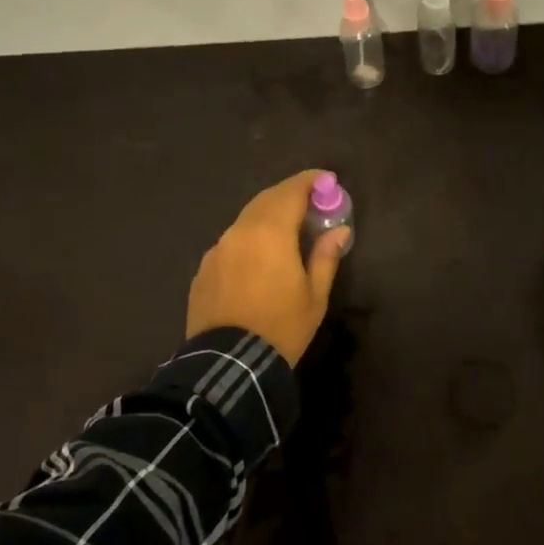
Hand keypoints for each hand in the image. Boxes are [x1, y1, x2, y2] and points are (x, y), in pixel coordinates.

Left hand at [186, 170, 348, 364]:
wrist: (228, 365)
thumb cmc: (281, 327)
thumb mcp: (314, 296)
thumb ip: (325, 256)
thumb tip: (340, 231)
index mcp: (270, 233)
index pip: (291, 192)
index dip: (310, 182)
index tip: (326, 179)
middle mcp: (240, 232)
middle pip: (266, 200)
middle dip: (288, 195)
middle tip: (310, 201)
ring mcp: (217, 250)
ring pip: (245, 220)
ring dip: (267, 216)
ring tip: (287, 228)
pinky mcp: (203, 269)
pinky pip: (231, 242)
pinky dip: (249, 238)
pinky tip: (259, 258)